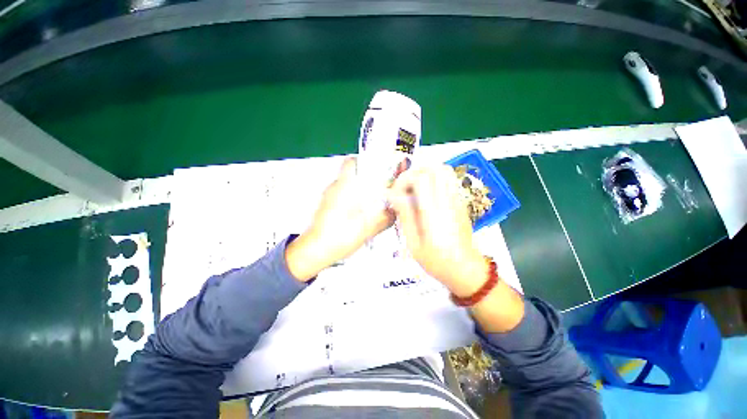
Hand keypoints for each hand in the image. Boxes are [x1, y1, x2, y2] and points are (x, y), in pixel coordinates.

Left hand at [285, 157, 395, 280]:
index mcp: (343, 187)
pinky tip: (361, 214)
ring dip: (360, 191)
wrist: (315, 252)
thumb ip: (385, 219)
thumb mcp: (367, 228)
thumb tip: (395, 213)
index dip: (365, 162)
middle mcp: (334, 189)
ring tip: (373, 203)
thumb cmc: (339, 236)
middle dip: (367, 179)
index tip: (377, 170)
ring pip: (348, 187)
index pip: (351, 162)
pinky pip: (343, 197)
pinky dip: (353, 200)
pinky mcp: (327, 207)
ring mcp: (329, 198)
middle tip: (381, 189)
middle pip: (352, 175)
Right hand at [388, 164, 524, 331]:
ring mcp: (457, 200)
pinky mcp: (461, 202)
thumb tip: (394, 194)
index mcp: (434, 214)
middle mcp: (448, 202)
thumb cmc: (436, 261)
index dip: (404, 180)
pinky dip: (434, 179)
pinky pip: (449, 180)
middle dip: (414, 173)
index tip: (396, 193)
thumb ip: (405, 216)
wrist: (465, 269)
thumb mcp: (413, 243)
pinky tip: (426, 195)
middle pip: (434, 168)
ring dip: (425, 174)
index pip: (421, 179)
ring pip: (444, 170)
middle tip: (404, 188)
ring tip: (414, 189)